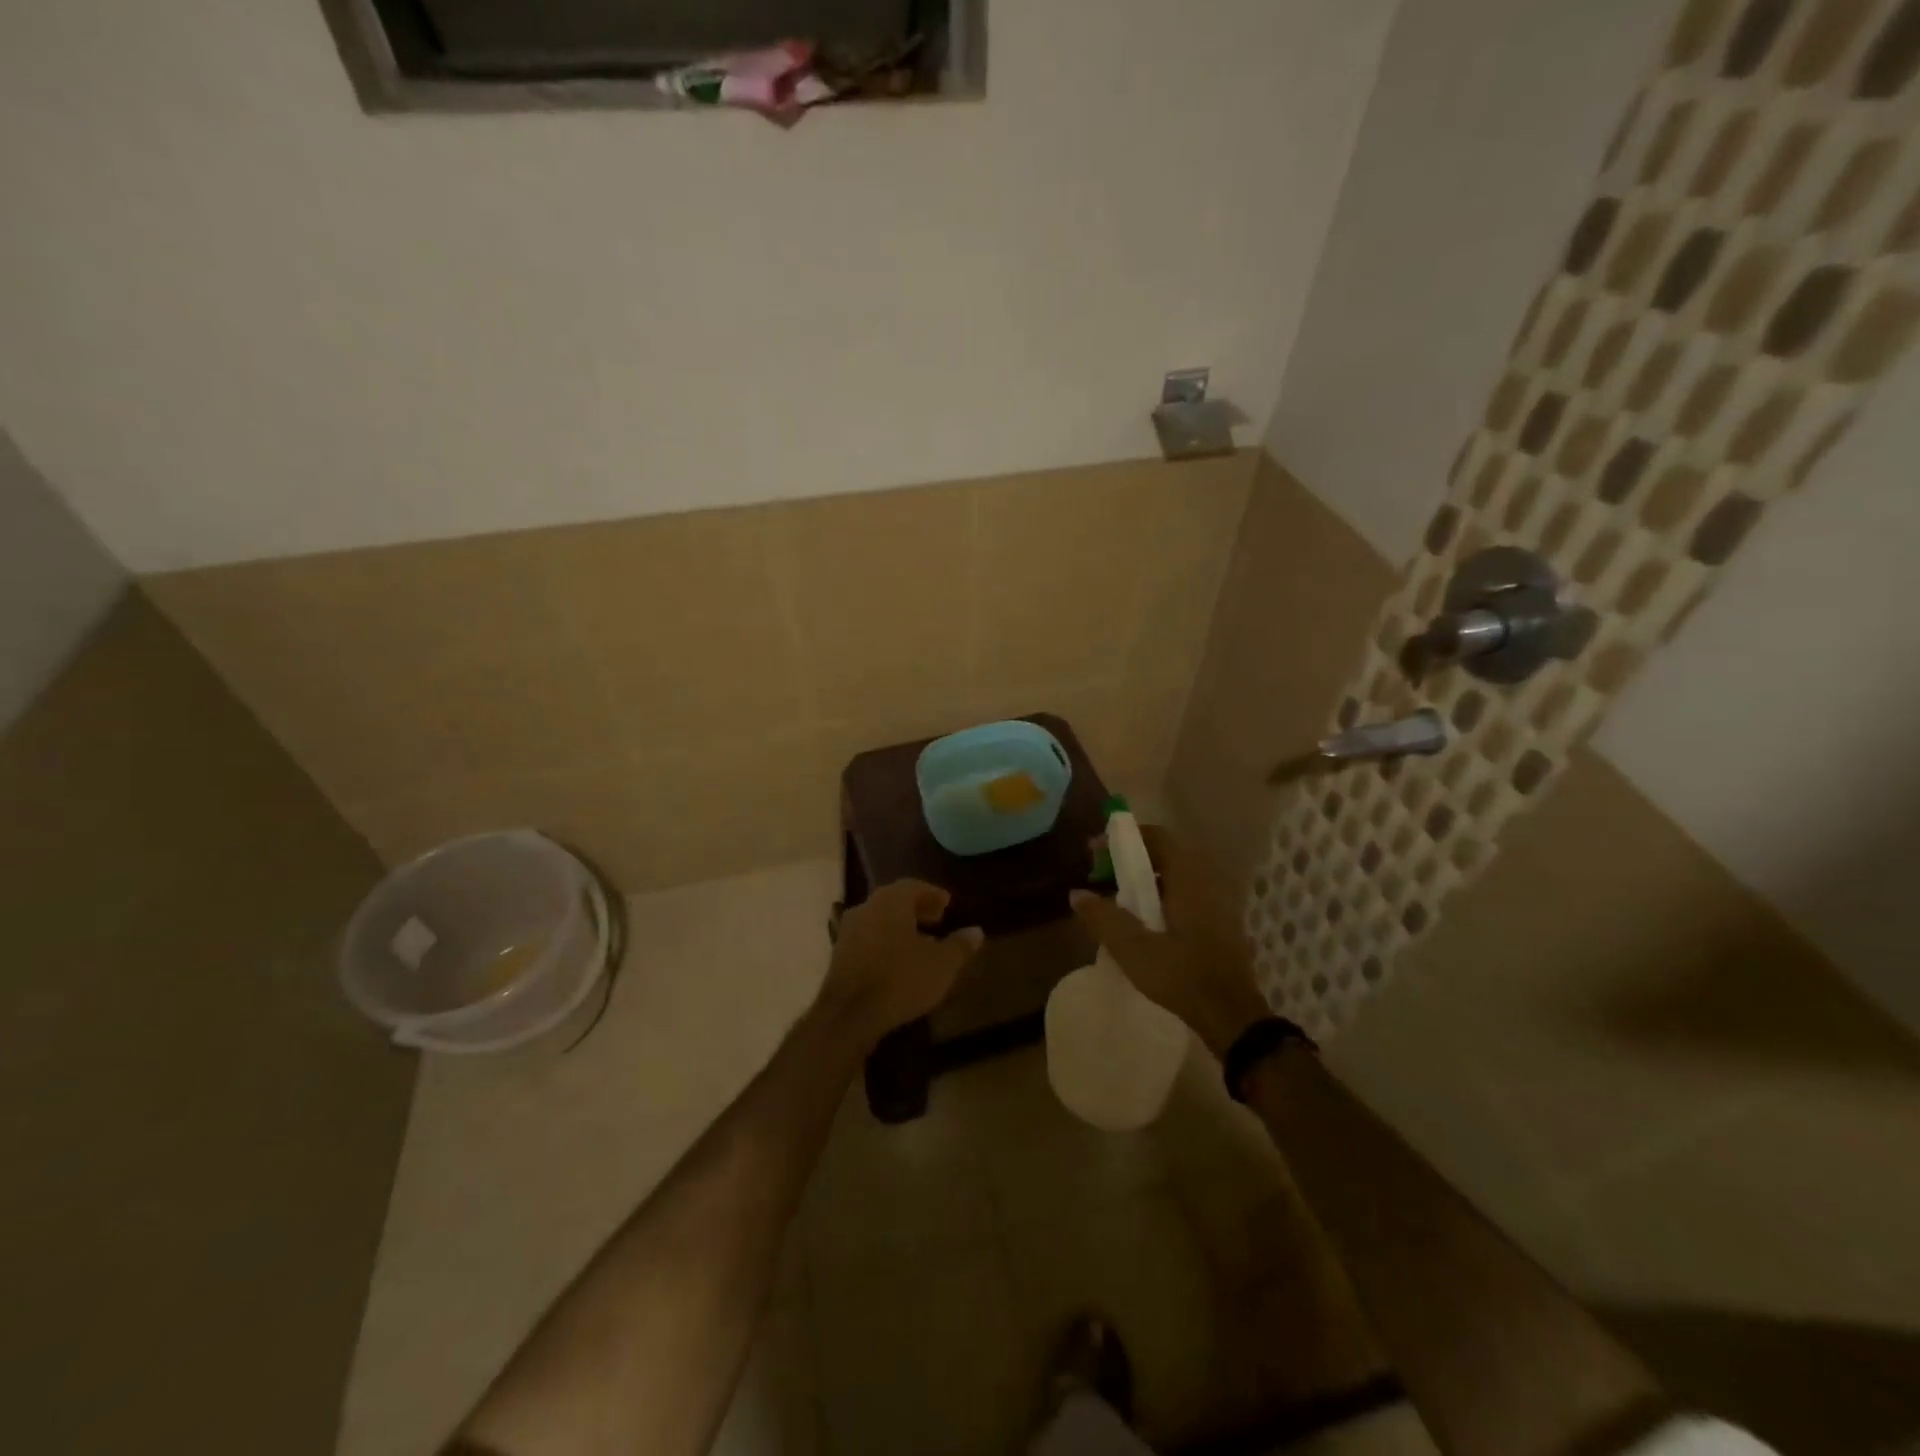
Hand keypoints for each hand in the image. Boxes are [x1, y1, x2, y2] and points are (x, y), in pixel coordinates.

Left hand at [816, 880, 983, 1049]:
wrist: (849, 1015)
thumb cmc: (900, 980)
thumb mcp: (941, 965)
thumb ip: (960, 945)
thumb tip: (976, 931)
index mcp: (891, 901)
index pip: (914, 886)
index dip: (933, 894)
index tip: (948, 905)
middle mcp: (867, 907)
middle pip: (895, 901)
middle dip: (918, 909)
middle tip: (938, 920)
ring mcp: (849, 930)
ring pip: (880, 919)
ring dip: (901, 926)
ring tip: (922, 943)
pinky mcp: (839, 954)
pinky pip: (868, 937)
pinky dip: (885, 941)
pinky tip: (898, 961)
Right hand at [1069, 826, 1269, 1058]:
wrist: (1232, 1017)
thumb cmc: (1182, 976)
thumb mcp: (1133, 949)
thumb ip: (1103, 918)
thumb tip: (1077, 894)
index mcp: (1188, 880)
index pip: (1158, 837)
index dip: (1124, 838)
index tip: (1096, 851)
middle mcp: (1207, 883)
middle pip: (1166, 855)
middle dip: (1131, 860)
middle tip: (1103, 875)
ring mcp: (1217, 905)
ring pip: (1176, 877)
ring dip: (1146, 880)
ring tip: (1118, 899)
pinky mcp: (1220, 925)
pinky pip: (1186, 896)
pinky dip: (1161, 896)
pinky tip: (1144, 923)